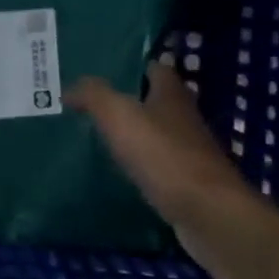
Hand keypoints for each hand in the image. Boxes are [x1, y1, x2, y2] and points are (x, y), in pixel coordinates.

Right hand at [68, 63, 275, 260]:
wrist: (207, 212)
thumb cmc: (163, 154)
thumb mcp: (119, 115)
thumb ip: (94, 95)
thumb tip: (70, 89)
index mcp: (172, 94)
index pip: (156, 68)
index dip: (134, 66)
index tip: (106, 70)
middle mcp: (185, 118)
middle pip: (158, 101)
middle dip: (131, 100)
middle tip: (95, 104)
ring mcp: (190, 151)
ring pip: (159, 133)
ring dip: (136, 133)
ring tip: (100, 135)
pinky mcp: (189, 182)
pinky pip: (160, 164)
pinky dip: (143, 163)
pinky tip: (121, 169)